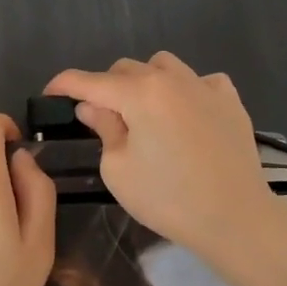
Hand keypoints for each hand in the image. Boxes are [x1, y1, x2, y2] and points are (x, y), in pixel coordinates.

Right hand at [45, 52, 278, 260]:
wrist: (236, 218)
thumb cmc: (168, 199)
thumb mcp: (118, 169)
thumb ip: (104, 129)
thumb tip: (93, 106)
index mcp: (139, 93)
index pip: (89, 81)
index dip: (64, 84)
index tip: (50, 92)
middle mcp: (171, 78)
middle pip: (125, 69)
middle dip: (106, 88)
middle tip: (102, 120)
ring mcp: (204, 86)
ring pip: (163, 66)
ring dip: (146, 83)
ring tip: (146, 114)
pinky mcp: (230, 100)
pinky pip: (200, 81)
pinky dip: (186, 91)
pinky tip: (187, 116)